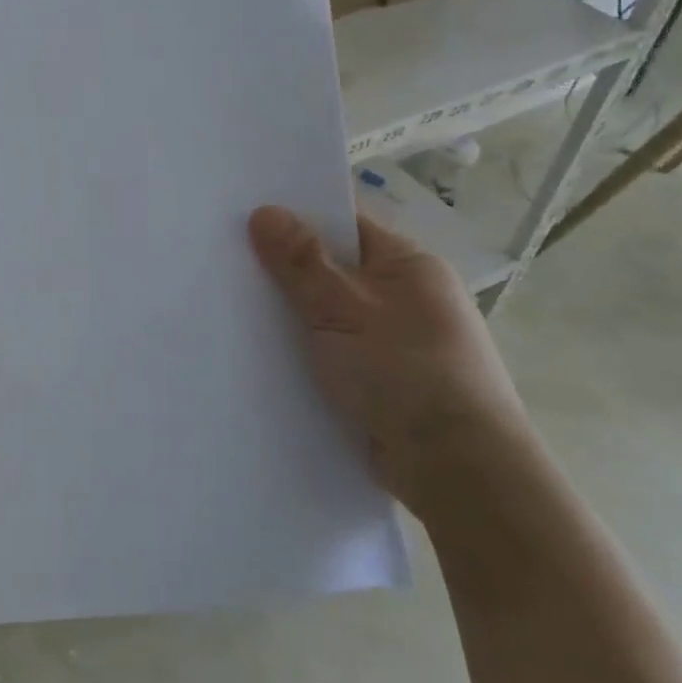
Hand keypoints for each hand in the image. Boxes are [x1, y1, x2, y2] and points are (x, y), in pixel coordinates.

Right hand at [248, 206, 535, 523]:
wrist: (457, 471)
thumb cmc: (404, 372)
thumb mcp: (344, 308)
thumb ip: (302, 261)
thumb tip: (265, 210)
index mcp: (409, 266)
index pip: (345, 225)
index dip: (297, 217)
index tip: (244, 216)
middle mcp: (406, 298)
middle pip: (332, 269)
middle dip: (285, 270)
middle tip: (224, 261)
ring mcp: (395, 342)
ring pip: (328, 315)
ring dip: (291, 316)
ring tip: (230, 307)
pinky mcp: (381, 383)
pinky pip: (331, 353)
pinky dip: (303, 353)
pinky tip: (260, 355)